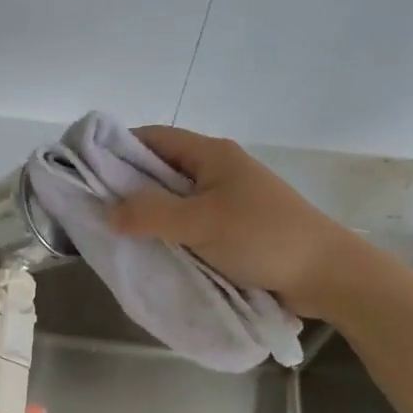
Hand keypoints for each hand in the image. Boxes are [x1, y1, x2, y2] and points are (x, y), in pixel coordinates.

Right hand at [107, 125, 361, 316]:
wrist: (327, 275)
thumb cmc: (262, 237)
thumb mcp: (200, 223)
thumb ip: (150, 214)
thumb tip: (107, 211)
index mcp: (211, 154)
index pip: (153, 138)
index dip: (118, 148)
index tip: (85, 168)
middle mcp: (216, 170)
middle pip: (160, 169)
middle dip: (127, 185)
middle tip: (92, 206)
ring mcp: (226, 200)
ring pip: (174, 199)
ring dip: (148, 213)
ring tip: (114, 231)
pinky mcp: (234, 228)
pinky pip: (189, 223)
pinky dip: (169, 232)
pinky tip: (150, 249)